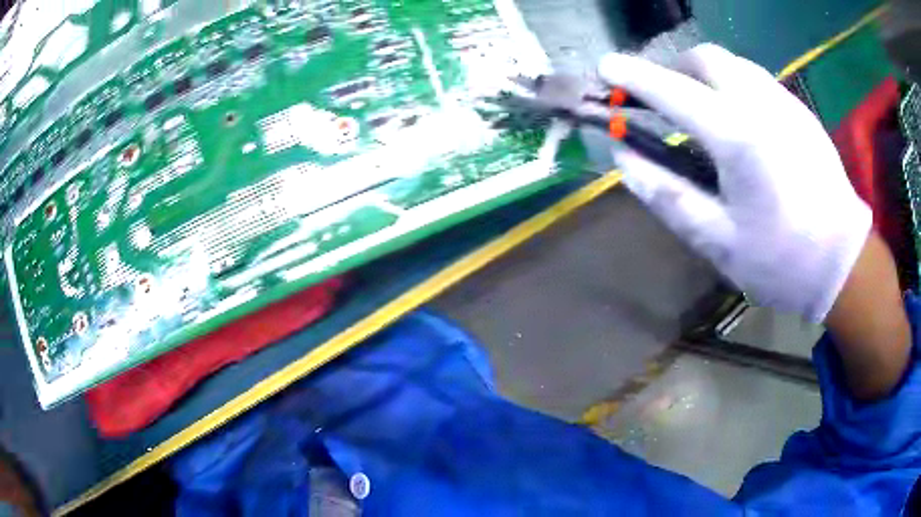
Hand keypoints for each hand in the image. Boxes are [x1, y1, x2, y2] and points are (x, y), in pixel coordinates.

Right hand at [599, 44, 872, 322]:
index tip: (606, 67)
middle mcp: (760, 104)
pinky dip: (732, 85)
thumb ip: (667, 196)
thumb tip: (624, 160)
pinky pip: (756, 79)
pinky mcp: (800, 110)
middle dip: (674, 68)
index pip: (672, 90)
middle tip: (665, 100)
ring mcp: (784, 102)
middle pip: (704, 58)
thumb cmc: (782, 261)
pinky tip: (739, 121)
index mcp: (736, 137)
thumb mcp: (718, 242)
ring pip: (732, 63)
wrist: (844, 262)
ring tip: (700, 109)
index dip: (633, 76)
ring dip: (704, 74)